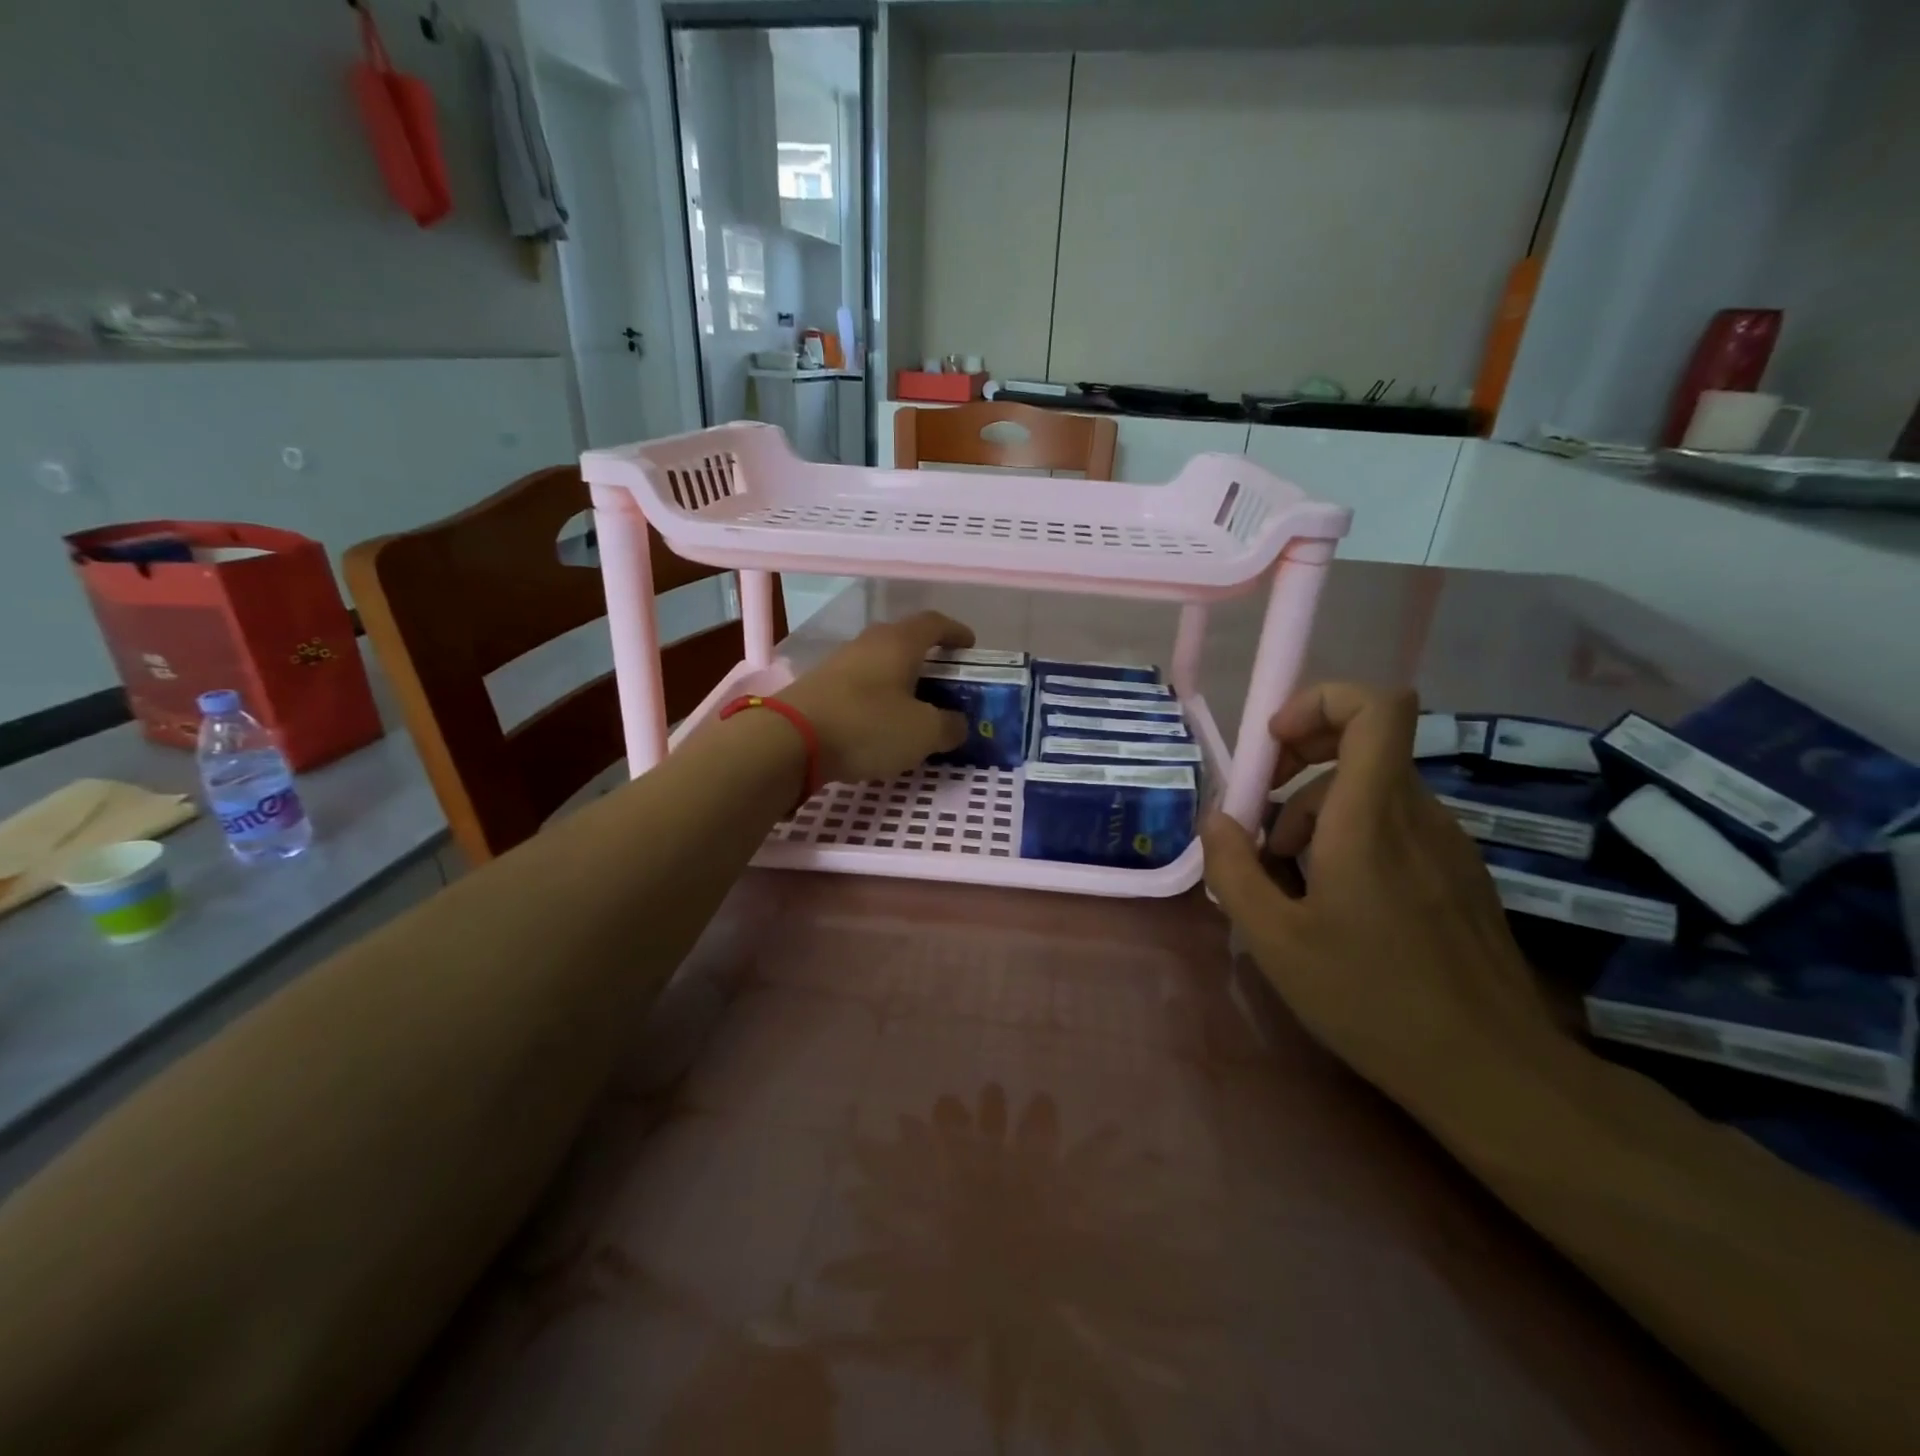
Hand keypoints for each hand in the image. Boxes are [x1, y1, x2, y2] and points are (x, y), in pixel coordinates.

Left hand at [779, 611, 973, 783]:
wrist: (789, 740)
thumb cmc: (867, 726)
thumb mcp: (923, 733)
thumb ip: (949, 726)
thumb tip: (956, 724)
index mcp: (899, 643)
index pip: (934, 623)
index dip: (956, 632)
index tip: (969, 647)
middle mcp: (868, 643)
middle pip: (904, 641)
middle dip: (928, 658)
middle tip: (944, 682)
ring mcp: (839, 663)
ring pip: (880, 664)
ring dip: (900, 680)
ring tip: (914, 707)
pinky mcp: (819, 687)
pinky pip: (859, 685)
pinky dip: (877, 698)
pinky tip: (880, 723)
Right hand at [1199, 684, 1551, 1084]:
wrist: (1494, 1073)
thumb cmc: (1373, 999)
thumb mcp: (1275, 940)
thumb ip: (1233, 870)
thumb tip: (1215, 819)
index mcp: (1372, 817)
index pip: (1377, 707)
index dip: (1322, 701)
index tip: (1276, 746)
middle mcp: (1417, 814)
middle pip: (1361, 745)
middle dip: (1299, 764)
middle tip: (1261, 818)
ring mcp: (1446, 844)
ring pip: (1371, 791)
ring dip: (1317, 814)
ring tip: (1288, 879)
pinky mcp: (1458, 874)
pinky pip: (1395, 826)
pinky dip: (1351, 839)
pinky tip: (1333, 903)